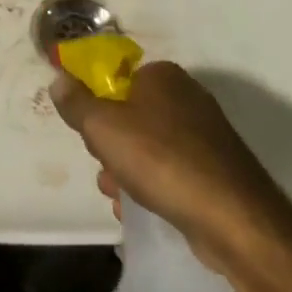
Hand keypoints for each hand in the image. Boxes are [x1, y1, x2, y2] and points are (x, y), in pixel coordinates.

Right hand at [52, 60, 291, 266]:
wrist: (232, 217)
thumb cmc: (161, 159)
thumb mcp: (103, 127)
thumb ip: (76, 102)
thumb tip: (58, 79)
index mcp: (162, 75)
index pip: (116, 81)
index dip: (96, 108)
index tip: (91, 136)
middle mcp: (186, 96)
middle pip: (129, 116)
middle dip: (110, 146)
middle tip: (106, 168)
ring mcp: (204, 134)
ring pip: (147, 147)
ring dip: (126, 172)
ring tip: (121, 196)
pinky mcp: (214, 168)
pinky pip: (170, 170)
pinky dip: (153, 187)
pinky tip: (142, 209)